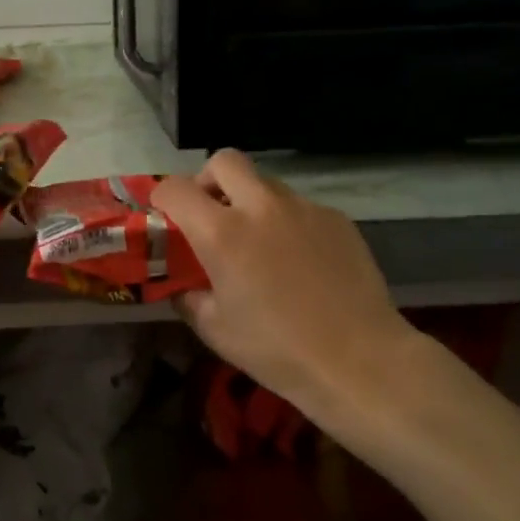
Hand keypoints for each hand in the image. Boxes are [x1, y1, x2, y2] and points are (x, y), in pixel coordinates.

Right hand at [153, 150, 415, 422]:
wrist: (357, 359)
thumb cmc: (276, 350)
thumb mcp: (215, 330)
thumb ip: (189, 297)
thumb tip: (182, 285)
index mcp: (222, 233)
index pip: (176, 189)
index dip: (162, 198)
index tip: (164, 216)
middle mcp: (261, 207)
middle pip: (224, 161)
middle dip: (208, 180)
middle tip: (211, 214)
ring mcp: (304, 208)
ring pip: (265, 183)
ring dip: (250, 201)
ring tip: (258, 243)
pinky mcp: (336, 219)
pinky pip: (299, 207)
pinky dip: (286, 222)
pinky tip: (297, 261)